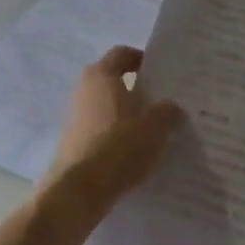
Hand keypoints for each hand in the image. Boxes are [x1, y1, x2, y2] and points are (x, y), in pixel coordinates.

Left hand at [43, 47, 183, 217]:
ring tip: (150, 129)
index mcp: (102, 76)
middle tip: (160, 101)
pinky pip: (99, 129)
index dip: (140, 58)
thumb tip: (171, 107)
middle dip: (135, 88)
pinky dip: (114, 134)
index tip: (160, 72)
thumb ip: (167, 112)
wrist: (79, 190)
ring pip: (105, 106)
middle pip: (112, 80)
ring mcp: (75, 117)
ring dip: (125, 113)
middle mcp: (84, 90)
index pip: (121, 54)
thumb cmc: (119, 146)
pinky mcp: (73, 142)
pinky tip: (133, 151)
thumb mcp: (155, 127)